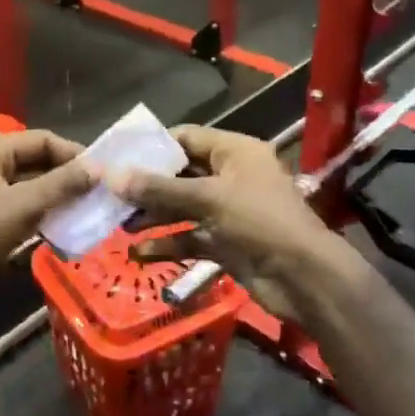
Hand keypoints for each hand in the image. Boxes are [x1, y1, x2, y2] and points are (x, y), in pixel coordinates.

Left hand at [0, 129, 94, 299]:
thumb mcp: (21, 206)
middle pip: (35, 160)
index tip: (103, 173)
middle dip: (66, 176)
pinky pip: (18, 203)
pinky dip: (40, 211)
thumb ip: (61, 185)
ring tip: (87, 209)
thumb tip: (99, 168)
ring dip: (56, 195)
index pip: (41, 139)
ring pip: (28, 184)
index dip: (73, 154)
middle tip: (99, 192)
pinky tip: (62, 225)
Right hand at [109, 127, 344, 324]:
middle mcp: (232, 177)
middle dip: (148, 185)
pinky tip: (139, 253)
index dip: (154, 146)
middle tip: (111, 193)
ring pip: (183, 207)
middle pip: (182, 174)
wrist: (303, 278)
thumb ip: (160, 189)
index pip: (188, 138)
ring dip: (154, 216)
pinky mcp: (227, 242)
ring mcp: (230, 212)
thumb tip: (112, 176)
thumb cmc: (260, 221)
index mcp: (236, 152)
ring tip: (119, 224)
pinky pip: (191, 237)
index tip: (118, 155)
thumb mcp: (209, 199)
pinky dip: (168, 243)